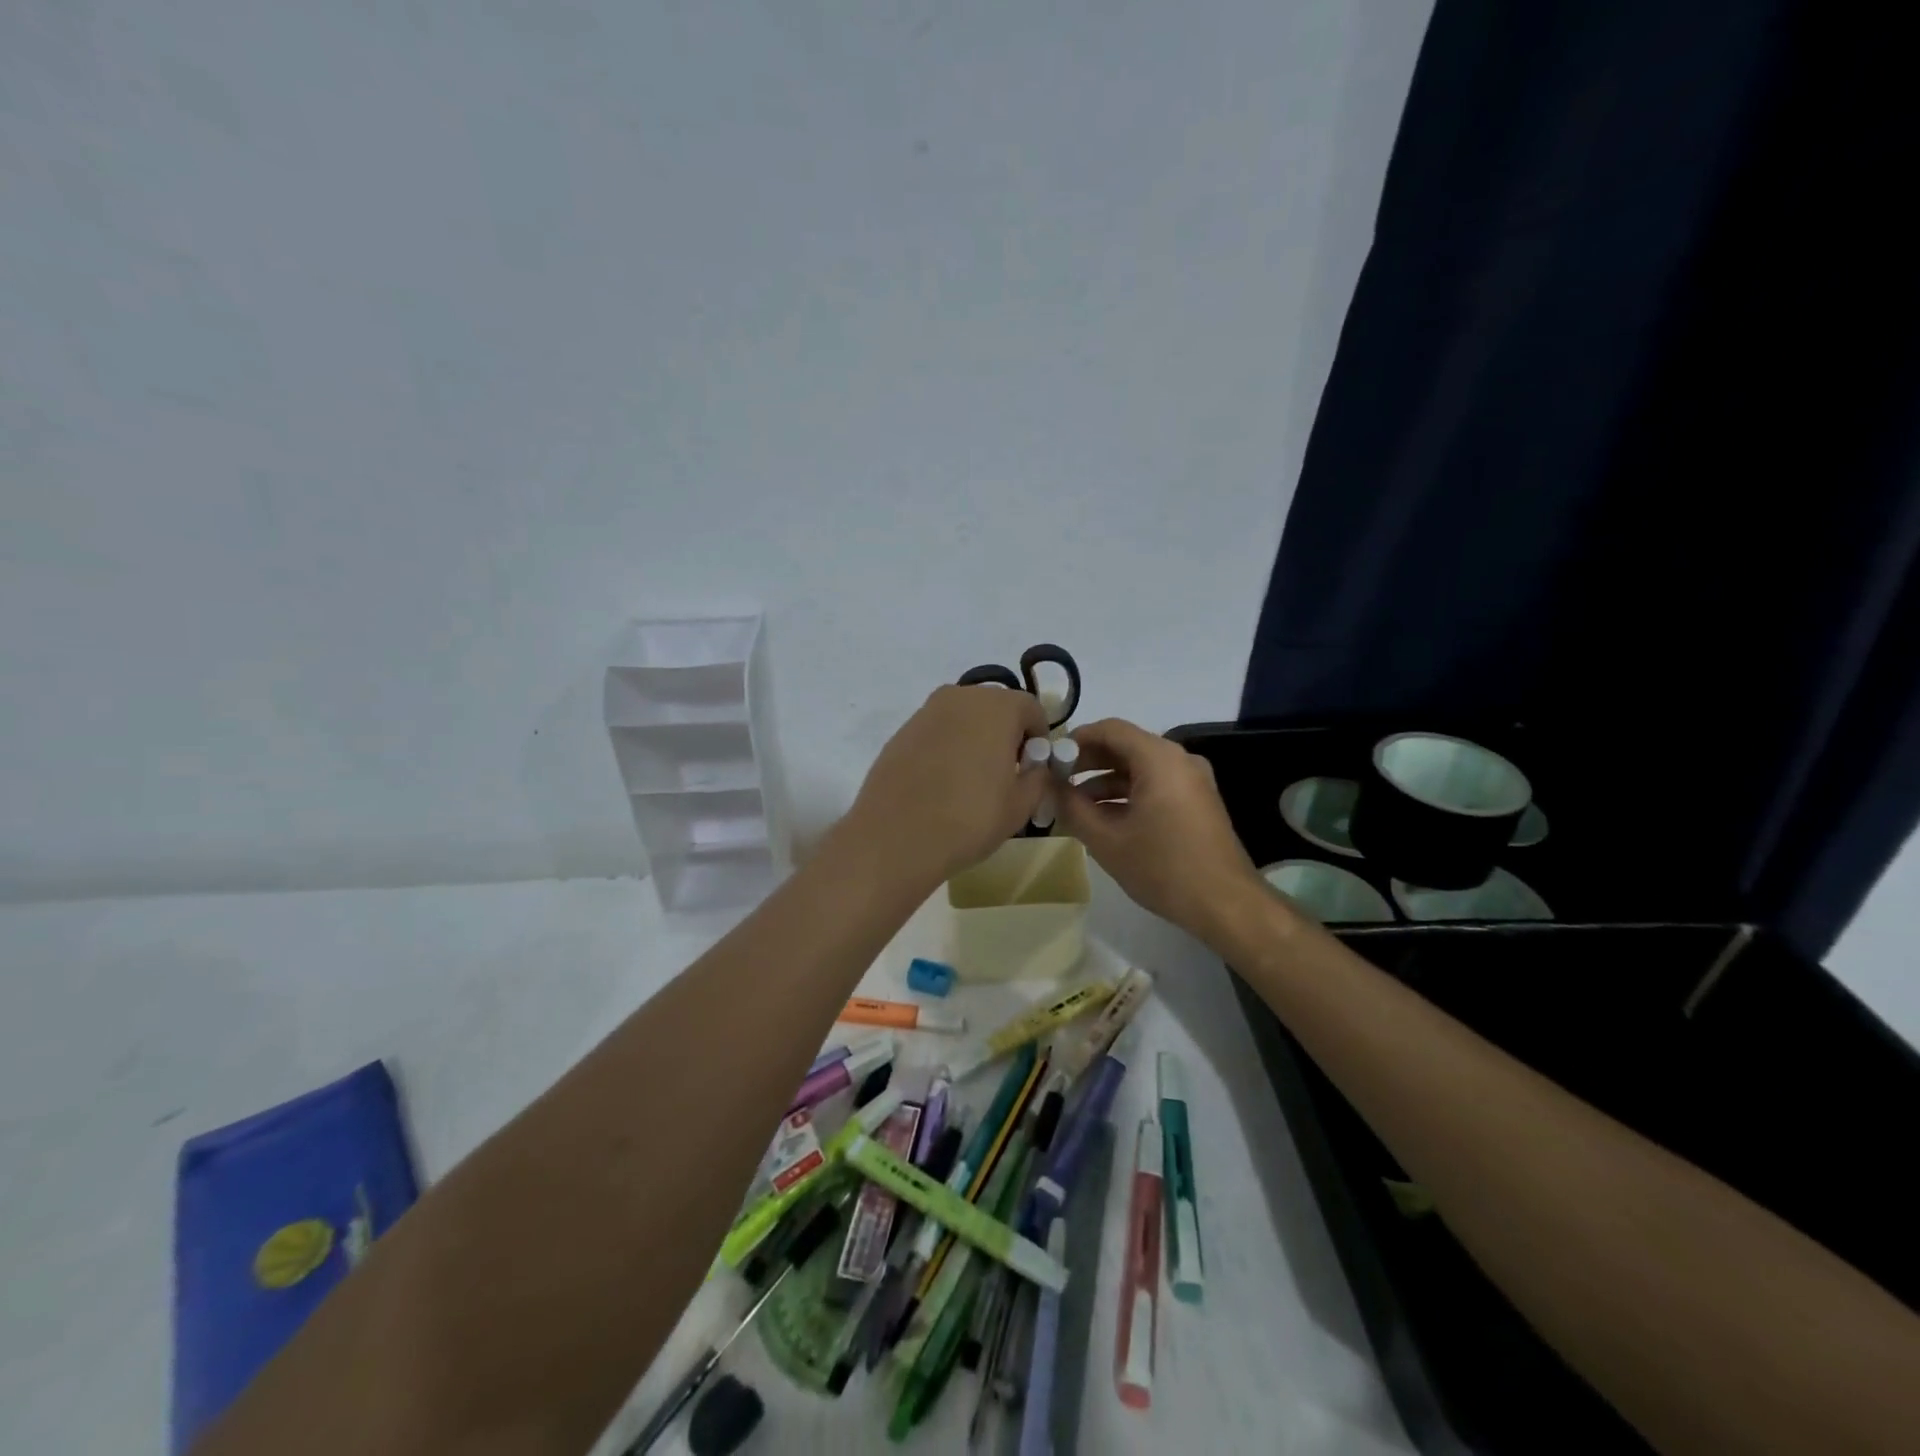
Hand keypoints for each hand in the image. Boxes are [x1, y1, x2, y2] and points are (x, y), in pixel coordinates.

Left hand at [847, 685, 1050, 883]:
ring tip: (971, 780)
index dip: (1038, 737)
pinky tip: (941, 783)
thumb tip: (1035, 767)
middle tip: (1005, 773)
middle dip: (1006, 733)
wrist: (896, 836)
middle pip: (995, 707)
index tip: (1033, 768)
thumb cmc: (970, 818)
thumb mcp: (1021, 805)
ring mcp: (925, 712)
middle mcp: (960, 697)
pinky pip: (936, 732)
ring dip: (974, 739)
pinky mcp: (901, 732)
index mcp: (997, 707)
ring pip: (963, 718)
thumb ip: (1038, 777)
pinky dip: (946, 748)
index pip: (1031, 709)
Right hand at [1055, 718, 1266, 938]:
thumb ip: (1072, 808)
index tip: (1050, 760)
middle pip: (1125, 746)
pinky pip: (1155, 784)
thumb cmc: (1163, 868)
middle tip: (1056, 782)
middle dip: (1088, 761)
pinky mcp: (1196, 801)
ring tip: (1074, 805)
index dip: (1075, 740)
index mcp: (1159, 759)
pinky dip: (1127, 794)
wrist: (1226, 905)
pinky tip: (1103, 818)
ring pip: (1139, 768)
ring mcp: (1191, 780)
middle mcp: (1179, 760)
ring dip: (1105, 781)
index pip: (1110, 729)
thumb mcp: (1106, 840)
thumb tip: (1049, 787)